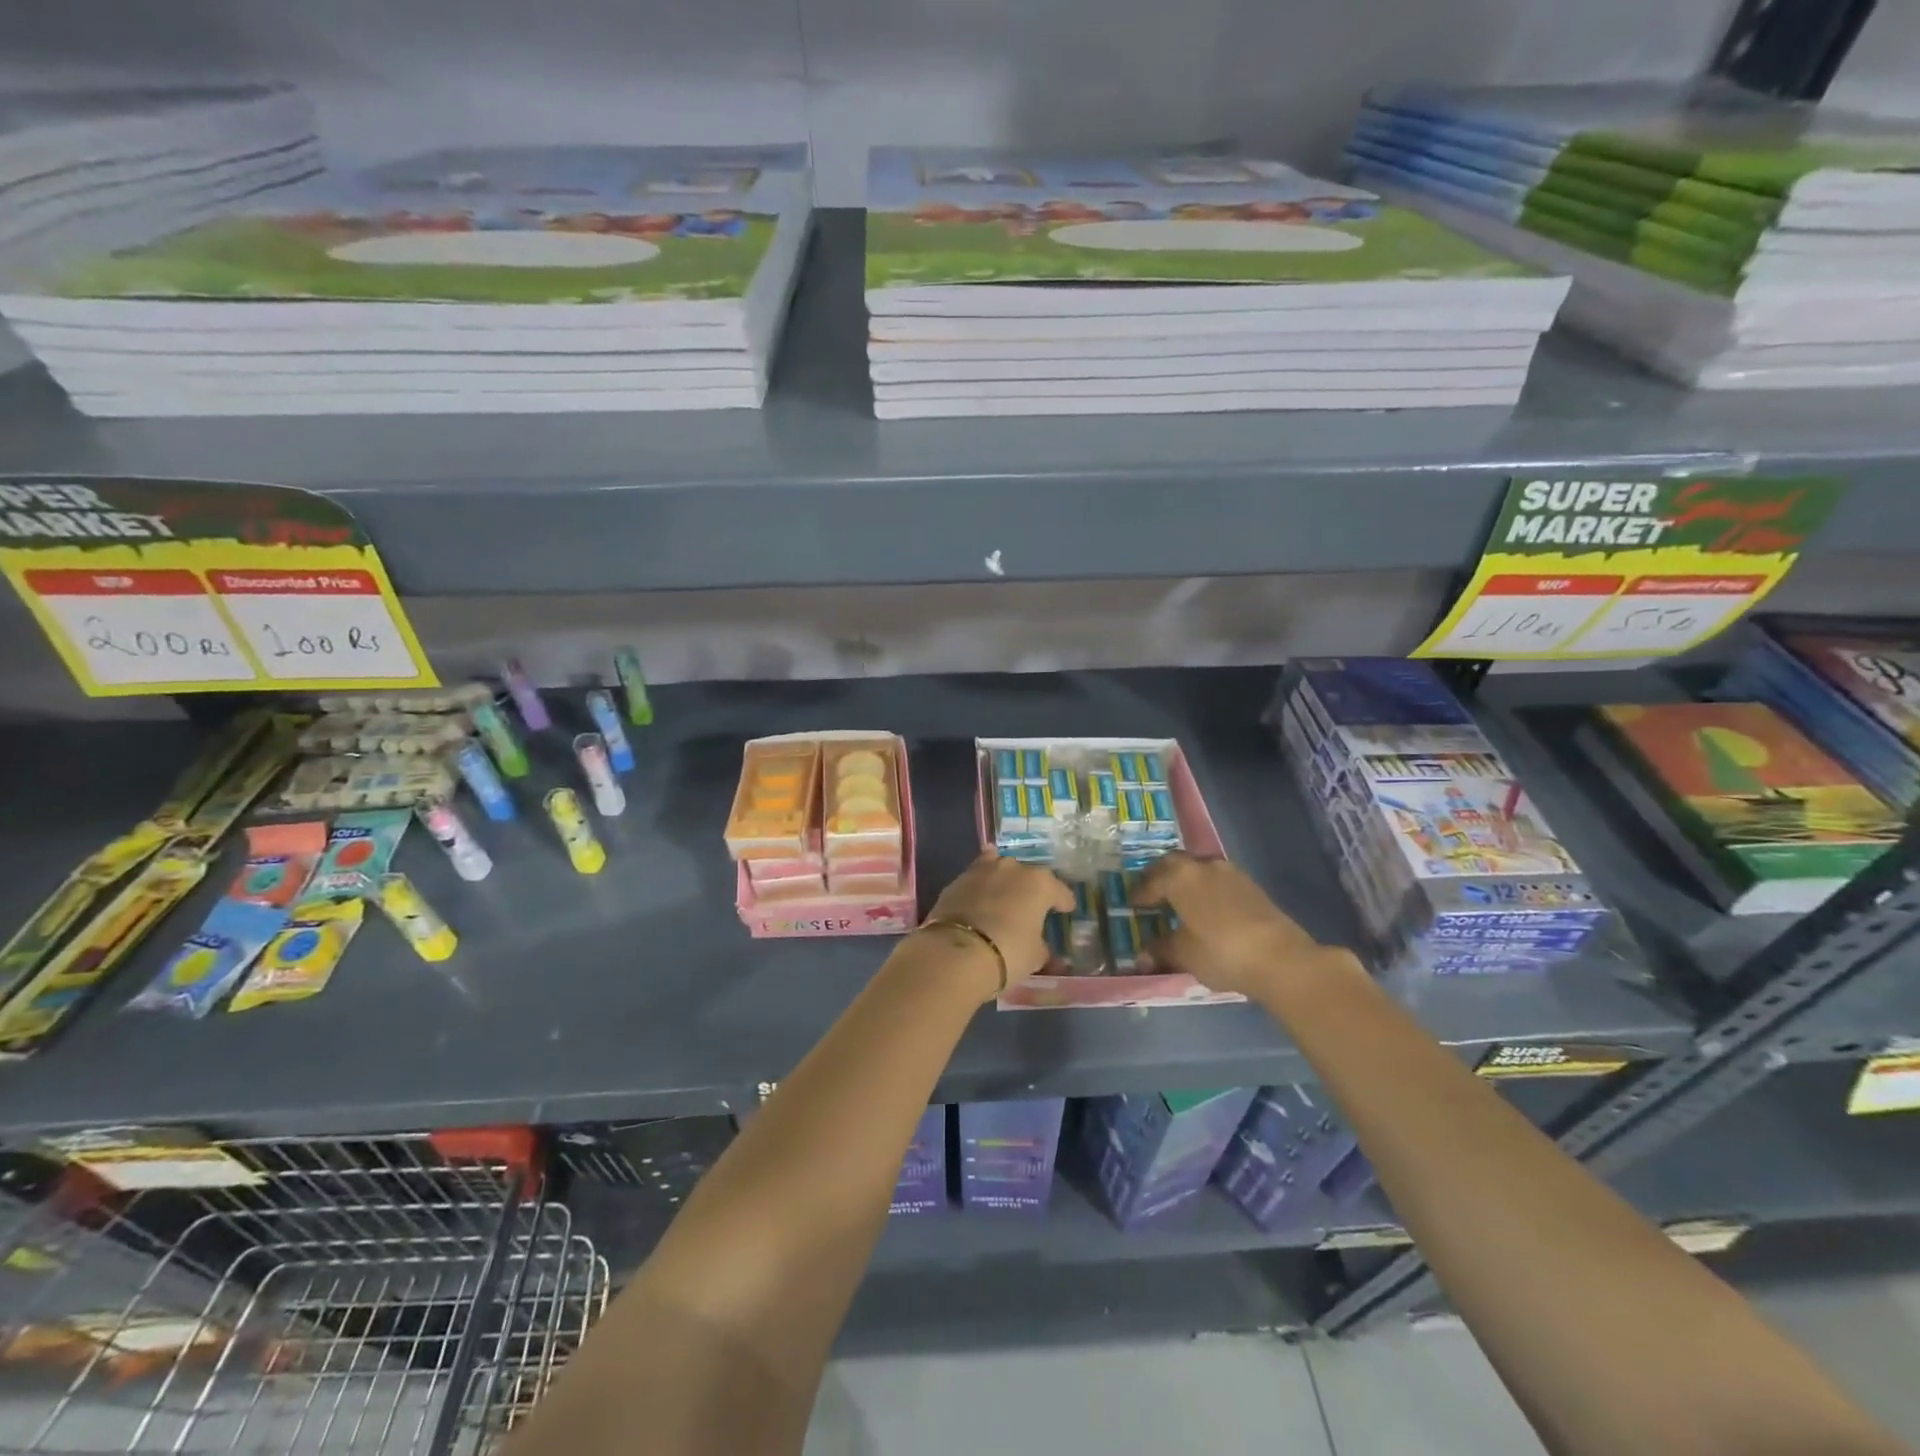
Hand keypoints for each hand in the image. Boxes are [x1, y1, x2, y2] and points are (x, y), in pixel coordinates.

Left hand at [922, 852, 1074, 997]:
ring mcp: (984, 870)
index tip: (1065, 910)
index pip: (1060, 891)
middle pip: (1029, 876)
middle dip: (1032, 890)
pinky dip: (981, 884)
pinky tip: (981, 890)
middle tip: (1032, 907)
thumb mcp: (1035, 956)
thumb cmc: (1008, 952)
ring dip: (1005, 881)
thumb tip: (1045, 952)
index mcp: (1040, 884)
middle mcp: (1014, 869)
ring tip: (1005, 894)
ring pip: (1000, 869)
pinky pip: (976, 877)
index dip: (1064, 902)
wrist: (956, 951)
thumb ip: (1042, 949)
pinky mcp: (958, 879)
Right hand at [1136, 852, 1355, 996]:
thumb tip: (1143, 956)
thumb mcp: (1184, 954)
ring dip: (1187, 880)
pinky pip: (1218, 880)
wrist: (1281, 958)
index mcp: (1179, 878)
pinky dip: (1207, 889)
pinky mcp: (1251, 886)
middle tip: (1153, 893)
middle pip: (1174, 863)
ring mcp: (1230, 873)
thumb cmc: (1220, 952)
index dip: (1140, 894)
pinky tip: (1208, 908)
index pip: (1151, 881)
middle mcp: (1203, 867)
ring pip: (1199, 868)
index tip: (1133, 905)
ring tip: (1181, 900)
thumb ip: (1161, 950)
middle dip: (1161, 876)